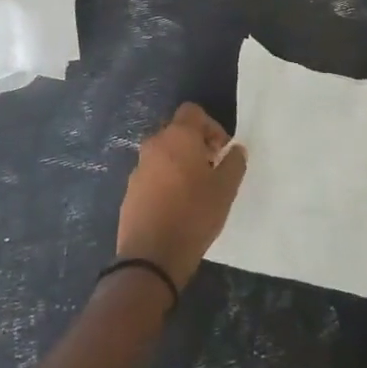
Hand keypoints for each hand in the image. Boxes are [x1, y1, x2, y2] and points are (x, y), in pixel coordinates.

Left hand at [116, 103, 247, 289]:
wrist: (151, 255)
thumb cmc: (194, 215)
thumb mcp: (225, 190)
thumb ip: (234, 163)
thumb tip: (236, 149)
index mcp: (178, 136)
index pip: (192, 111)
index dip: (211, 126)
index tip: (221, 151)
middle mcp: (154, 144)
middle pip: (177, 132)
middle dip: (195, 145)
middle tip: (211, 170)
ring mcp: (139, 167)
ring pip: (163, 154)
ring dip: (179, 163)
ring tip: (195, 191)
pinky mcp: (130, 190)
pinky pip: (152, 175)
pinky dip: (165, 181)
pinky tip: (176, 206)